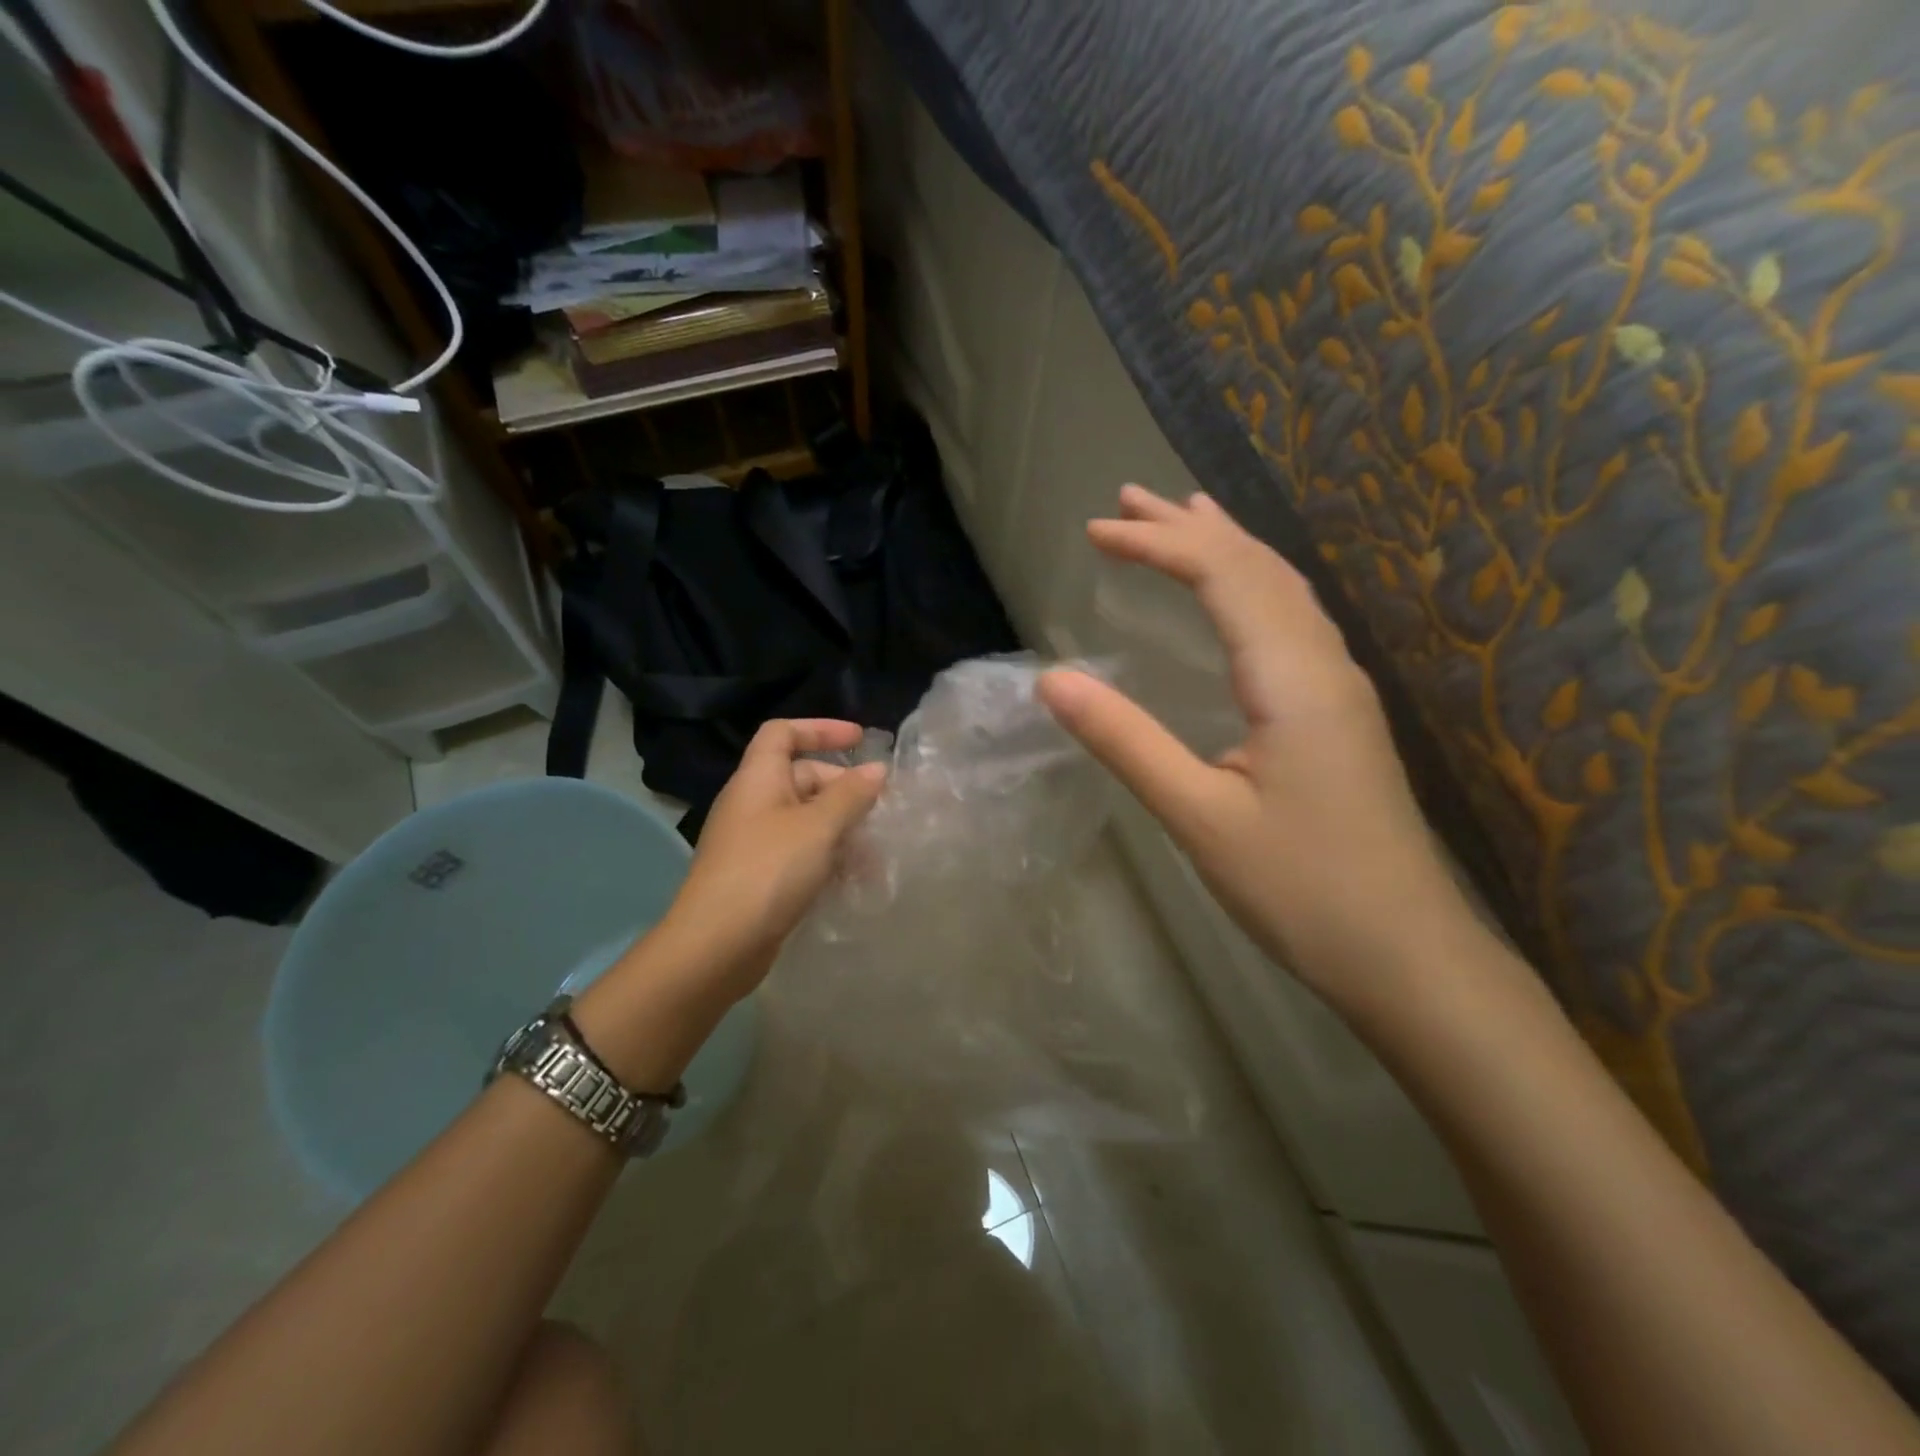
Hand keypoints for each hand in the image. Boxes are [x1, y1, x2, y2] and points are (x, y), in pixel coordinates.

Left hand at [572, 719, 884, 1088]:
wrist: (715, 946)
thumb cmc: (768, 871)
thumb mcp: (818, 827)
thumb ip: (851, 795)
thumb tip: (877, 769)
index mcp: (758, 779)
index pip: (783, 733)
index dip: (821, 729)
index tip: (861, 740)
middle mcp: (753, 803)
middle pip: (802, 778)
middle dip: (844, 790)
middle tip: (880, 811)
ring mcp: (755, 842)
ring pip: (806, 820)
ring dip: (842, 831)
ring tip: (876, 856)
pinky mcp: (760, 876)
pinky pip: (801, 853)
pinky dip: (828, 859)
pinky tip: (855, 881)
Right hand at [1038, 487, 1464, 1013]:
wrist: (1406, 954)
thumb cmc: (1301, 890)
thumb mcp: (1199, 818)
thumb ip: (1126, 741)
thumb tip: (1052, 680)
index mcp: (1292, 677)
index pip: (1221, 576)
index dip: (1156, 544)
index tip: (1094, 532)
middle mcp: (1323, 664)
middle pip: (1256, 567)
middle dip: (1188, 529)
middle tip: (1127, 500)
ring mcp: (1340, 687)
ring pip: (1282, 589)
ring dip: (1227, 548)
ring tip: (1182, 518)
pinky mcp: (1340, 714)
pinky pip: (1293, 620)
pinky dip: (1253, 586)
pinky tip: (1239, 597)